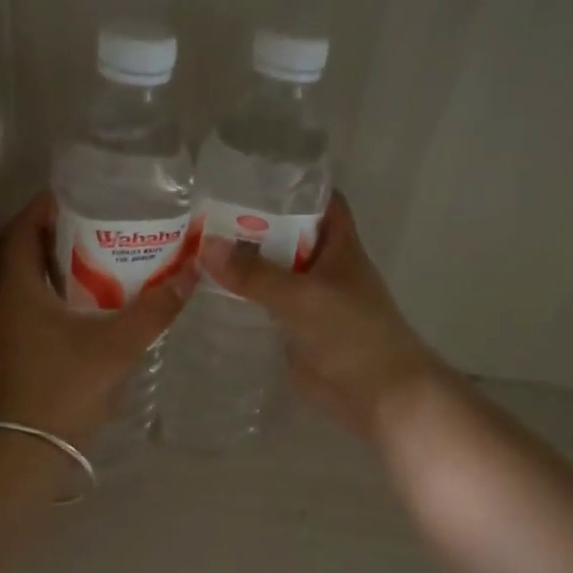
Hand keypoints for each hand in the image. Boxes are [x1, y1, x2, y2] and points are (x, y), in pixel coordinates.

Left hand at [0, 192, 192, 444]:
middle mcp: (2, 301)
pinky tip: (88, 300)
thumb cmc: (66, 388)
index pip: (22, 229)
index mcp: (17, 289)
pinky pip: (30, 302)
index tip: (81, 193)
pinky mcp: (12, 348)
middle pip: (23, 250)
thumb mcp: (117, 345)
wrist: (30, 451)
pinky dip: (54, 290)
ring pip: (26, 278)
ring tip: (98, 252)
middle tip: (97, 220)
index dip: (46, 206)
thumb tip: (191, 275)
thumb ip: (155, 310)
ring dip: (54, 261)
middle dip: (55, 230)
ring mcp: (4, 327)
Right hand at [202, 191, 442, 440]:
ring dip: (243, 261)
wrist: (378, 396)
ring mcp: (308, 299)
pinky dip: (242, 296)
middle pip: (287, 234)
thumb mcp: (303, 296)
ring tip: (194, 244)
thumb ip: (255, 273)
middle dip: (252, 223)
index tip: (248, 176)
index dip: (291, 185)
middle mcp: (323, 266)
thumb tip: (205, 247)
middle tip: (202, 211)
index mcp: (338, 246)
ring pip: (273, 270)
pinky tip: (208, 290)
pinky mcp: (294, 329)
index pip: (319, 201)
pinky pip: (264, 304)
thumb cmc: (352, 334)